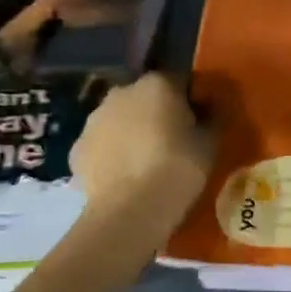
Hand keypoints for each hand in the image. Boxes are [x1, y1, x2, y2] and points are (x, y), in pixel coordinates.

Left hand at [71, 72, 213, 221]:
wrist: (131, 210)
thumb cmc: (178, 168)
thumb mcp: (210, 143)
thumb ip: (213, 118)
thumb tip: (212, 107)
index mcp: (157, 85)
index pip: (180, 81)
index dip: (192, 100)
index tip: (200, 122)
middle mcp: (121, 93)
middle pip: (145, 98)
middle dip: (158, 113)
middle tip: (174, 142)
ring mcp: (94, 120)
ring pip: (119, 120)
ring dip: (132, 132)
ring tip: (147, 163)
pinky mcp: (77, 149)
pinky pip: (102, 146)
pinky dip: (112, 156)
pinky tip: (125, 178)